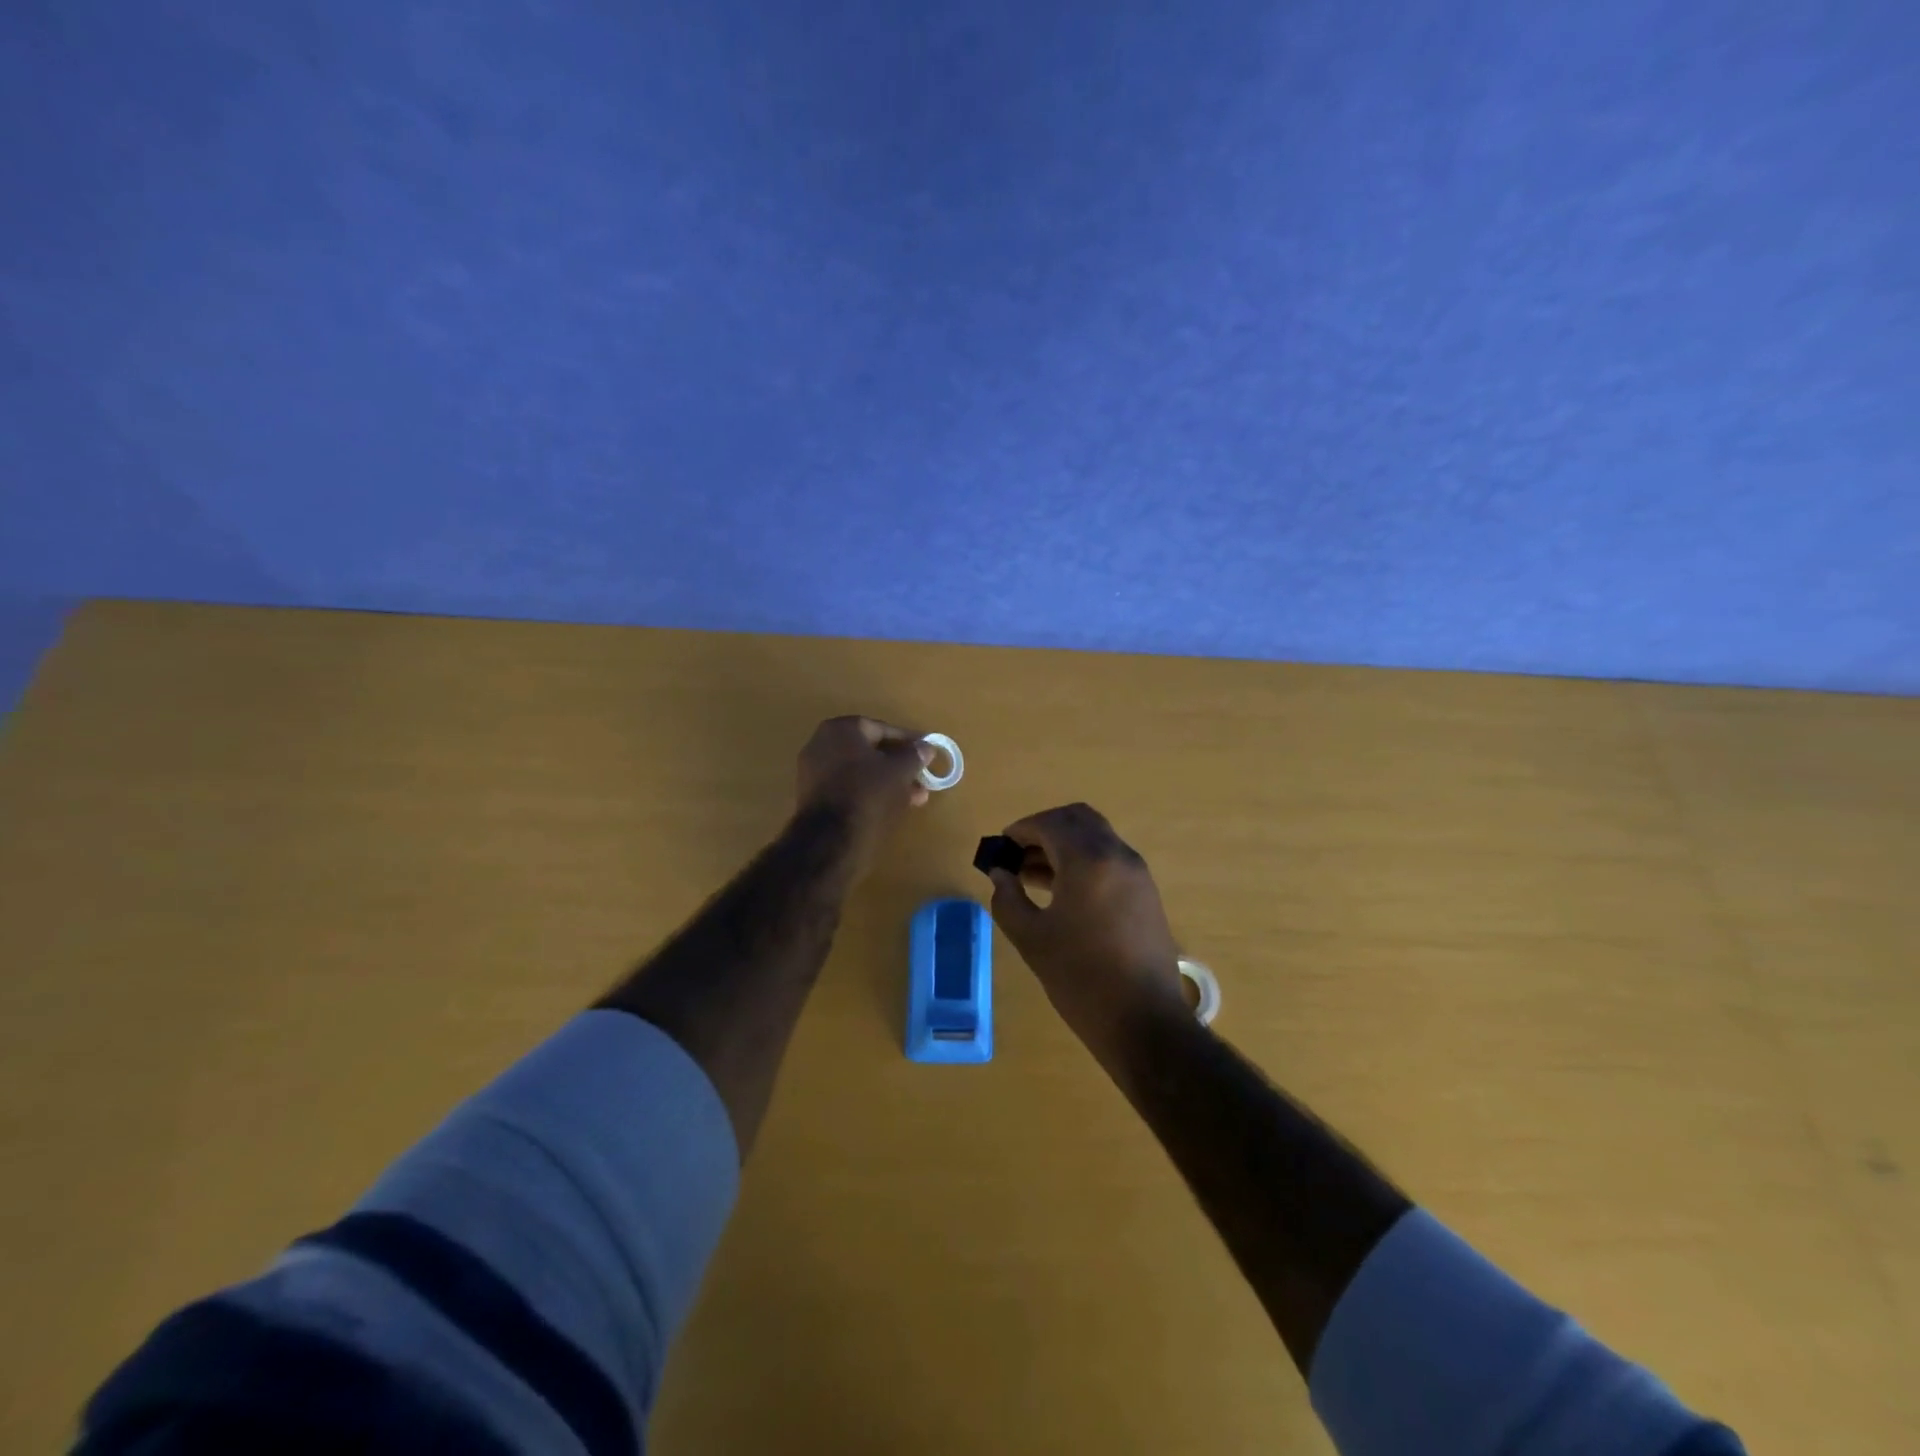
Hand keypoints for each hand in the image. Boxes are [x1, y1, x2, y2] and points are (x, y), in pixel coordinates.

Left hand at [794, 715, 933, 874]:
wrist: (830, 836)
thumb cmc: (868, 792)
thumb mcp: (900, 771)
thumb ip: (914, 755)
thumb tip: (926, 747)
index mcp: (841, 729)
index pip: (881, 728)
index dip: (907, 741)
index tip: (926, 752)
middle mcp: (822, 743)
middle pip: (870, 751)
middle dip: (899, 766)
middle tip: (922, 779)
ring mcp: (814, 770)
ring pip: (861, 771)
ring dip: (888, 782)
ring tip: (915, 798)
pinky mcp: (813, 795)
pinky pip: (848, 786)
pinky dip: (870, 792)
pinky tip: (892, 806)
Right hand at [986, 803, 1188, 1056]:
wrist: (1144, 1022)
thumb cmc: (1080, 978)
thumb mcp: (1031, 938)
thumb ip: (1008, 898)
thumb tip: (1000, 874)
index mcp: (1088, 860)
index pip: (1050, 824)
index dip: (1020, 830)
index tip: (1000, 847)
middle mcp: (1117, 855)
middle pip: (1077, 819)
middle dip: (1044, 829)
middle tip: (1017, 854)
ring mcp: (1136, 873)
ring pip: (1095, 838)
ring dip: (1063, 845)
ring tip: (1030, 875)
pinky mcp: (1145, 893)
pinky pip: (1109, 859)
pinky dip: (1083, 861)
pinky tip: (1060, 892)